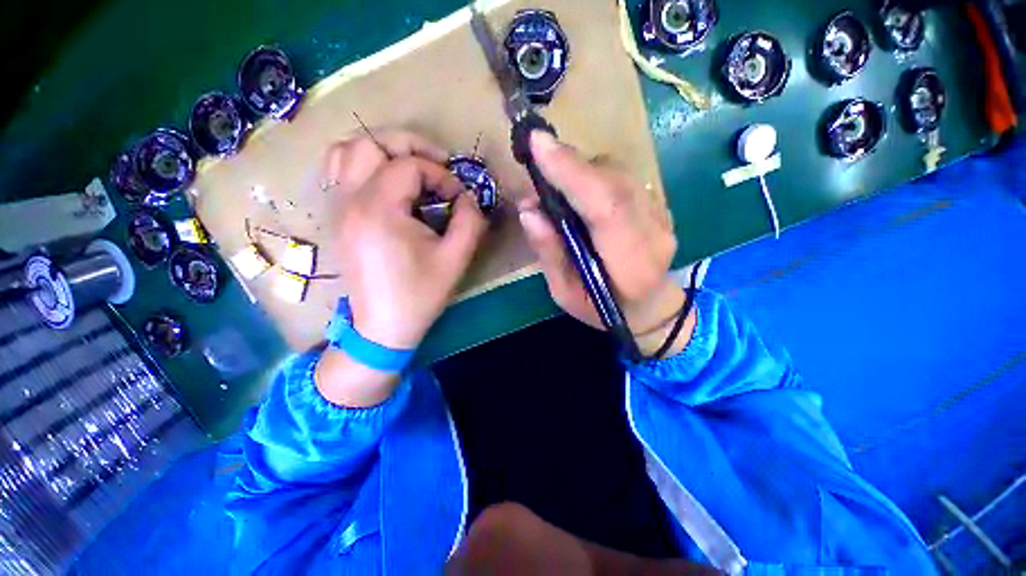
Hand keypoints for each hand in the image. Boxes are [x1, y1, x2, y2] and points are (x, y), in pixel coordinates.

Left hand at [316, 131, 486, 406]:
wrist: (383, 327)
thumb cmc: (420, 294)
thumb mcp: (456, 258)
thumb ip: (470, 220)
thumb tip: (468, 196)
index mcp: (379, 210)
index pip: (410, 166)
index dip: (441, 175)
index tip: (458, 198)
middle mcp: (350, 200)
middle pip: (371, 142)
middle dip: (409, 146)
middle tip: (437, 164)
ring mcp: (338, 208)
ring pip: (347, 151)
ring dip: (382, 151)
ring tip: (410, 168)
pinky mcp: (337, 218)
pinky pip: (339, 172)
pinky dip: (363, 165)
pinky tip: (387, 184)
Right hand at [518, 131, 693, 357]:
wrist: (650, 306)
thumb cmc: (602, 308)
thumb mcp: (564, 293)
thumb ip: (549, 252)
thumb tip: (528, 209)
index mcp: (630, 264)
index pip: (605, 207)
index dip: (572, 173)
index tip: (538, 144)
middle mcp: (654, 233)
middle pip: (614, 181)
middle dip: (570, 162)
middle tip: (538, 154)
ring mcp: (662, 215)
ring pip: (619, 173)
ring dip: (581, 167)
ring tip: (556, 178)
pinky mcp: (659, 204)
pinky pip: (623, 176)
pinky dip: (595, 173)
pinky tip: (579, 187)